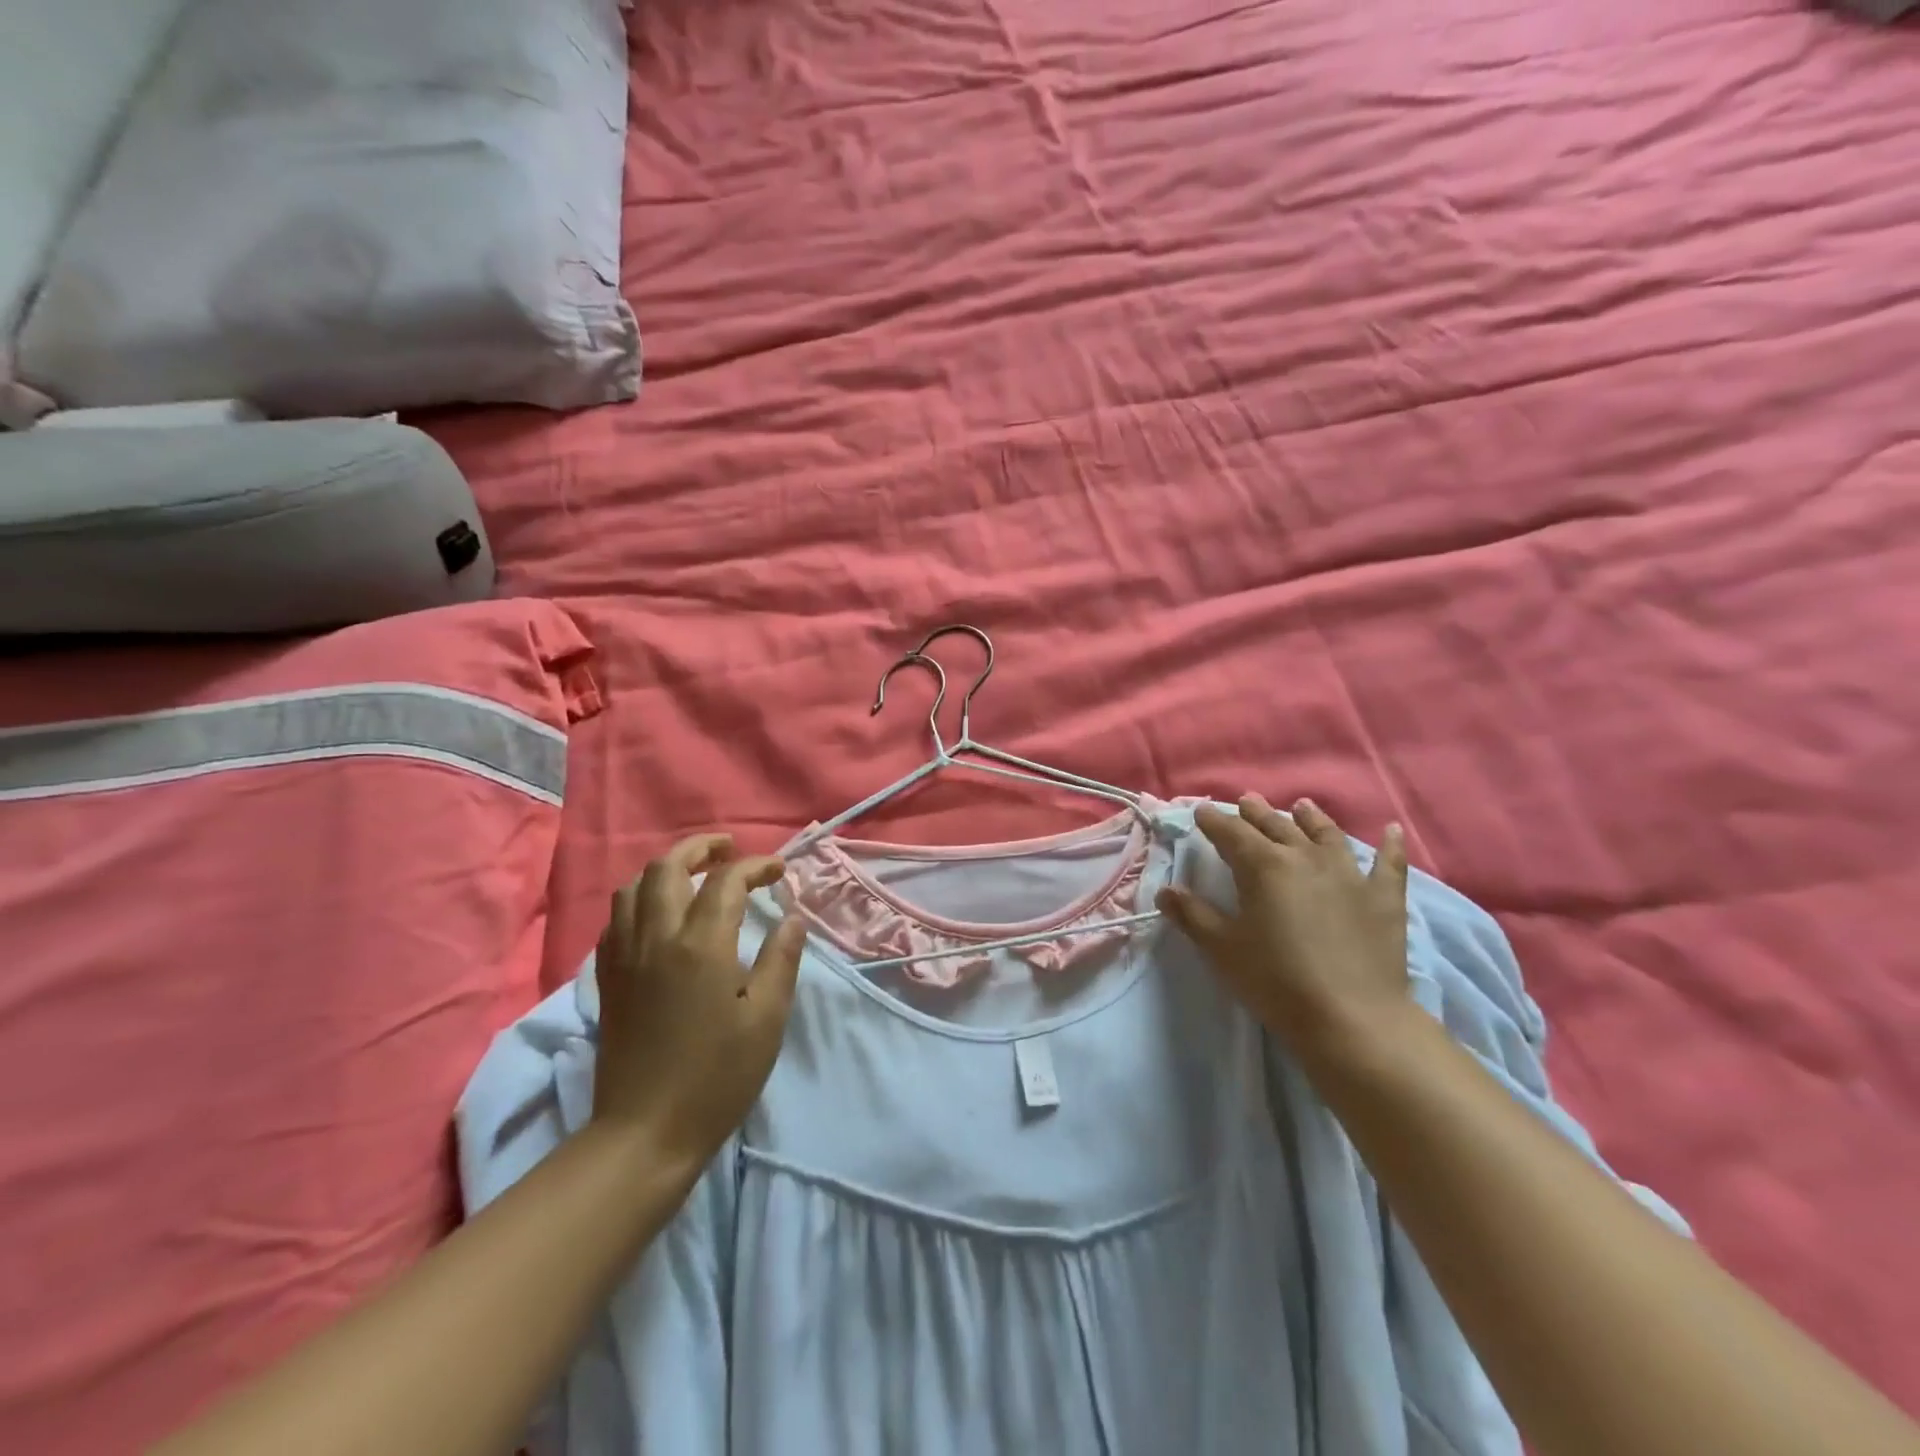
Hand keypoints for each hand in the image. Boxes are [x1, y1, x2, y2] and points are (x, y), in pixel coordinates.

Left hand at [592, 834, 807, 1171]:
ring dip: (666, 869)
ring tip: (694, 875)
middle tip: (729, 850)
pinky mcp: (608, 978)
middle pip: (667, 867)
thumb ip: (781, 960)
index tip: (779, 872)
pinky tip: (660, 915)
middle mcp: (657, 938)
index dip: (755, 866)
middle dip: (700, 848)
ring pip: (634, 887)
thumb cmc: (717, 1077)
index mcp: (701, 945)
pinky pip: (617, 919)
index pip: (726, 881)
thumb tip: (792, 918)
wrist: (646, 1132)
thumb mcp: (766, 1019)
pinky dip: (640, 900)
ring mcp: (625, 956)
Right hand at [1156, 794, 1410, 1060]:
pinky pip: (1389, 863)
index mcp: (1263, 866)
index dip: (1214, 820)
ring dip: (1310, 818)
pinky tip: (1392, 831)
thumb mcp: (1222, 949)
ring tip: (1301, 806)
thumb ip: (1192, 914)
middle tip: (1246, 801)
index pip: (1231, 833)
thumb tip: (1166, 891)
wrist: (1352, 1018)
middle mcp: (1305, 857)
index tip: (1202, 811)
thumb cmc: (1276, 981)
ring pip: (1325, 835)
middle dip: (1257, 813)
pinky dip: (1390, 845)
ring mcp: (1349, 874)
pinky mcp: (1384, 898)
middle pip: (1276, 826)